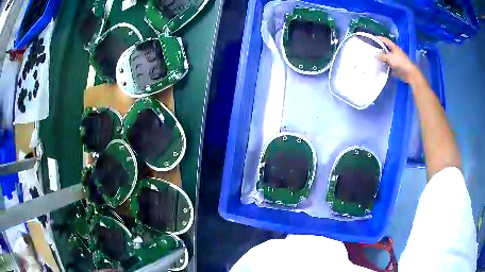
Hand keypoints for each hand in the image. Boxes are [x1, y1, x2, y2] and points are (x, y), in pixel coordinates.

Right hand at [377, 36, 419, 83]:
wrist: (409, 73)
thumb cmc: (400, 62)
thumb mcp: (389, 58)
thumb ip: (382, 56)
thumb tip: (375, 55)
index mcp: (394, 47)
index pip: (385, 40)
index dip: (379, 38)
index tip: (373, 38)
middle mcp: (395, 52)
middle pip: (386, 48)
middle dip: (380, 49)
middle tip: (373, 49)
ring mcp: (396, 59)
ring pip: (387, 57)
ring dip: (382, 58)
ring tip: (375, 58)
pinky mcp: (396, 66)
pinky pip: (389, 65)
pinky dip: (385, 66)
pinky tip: (380, 66)